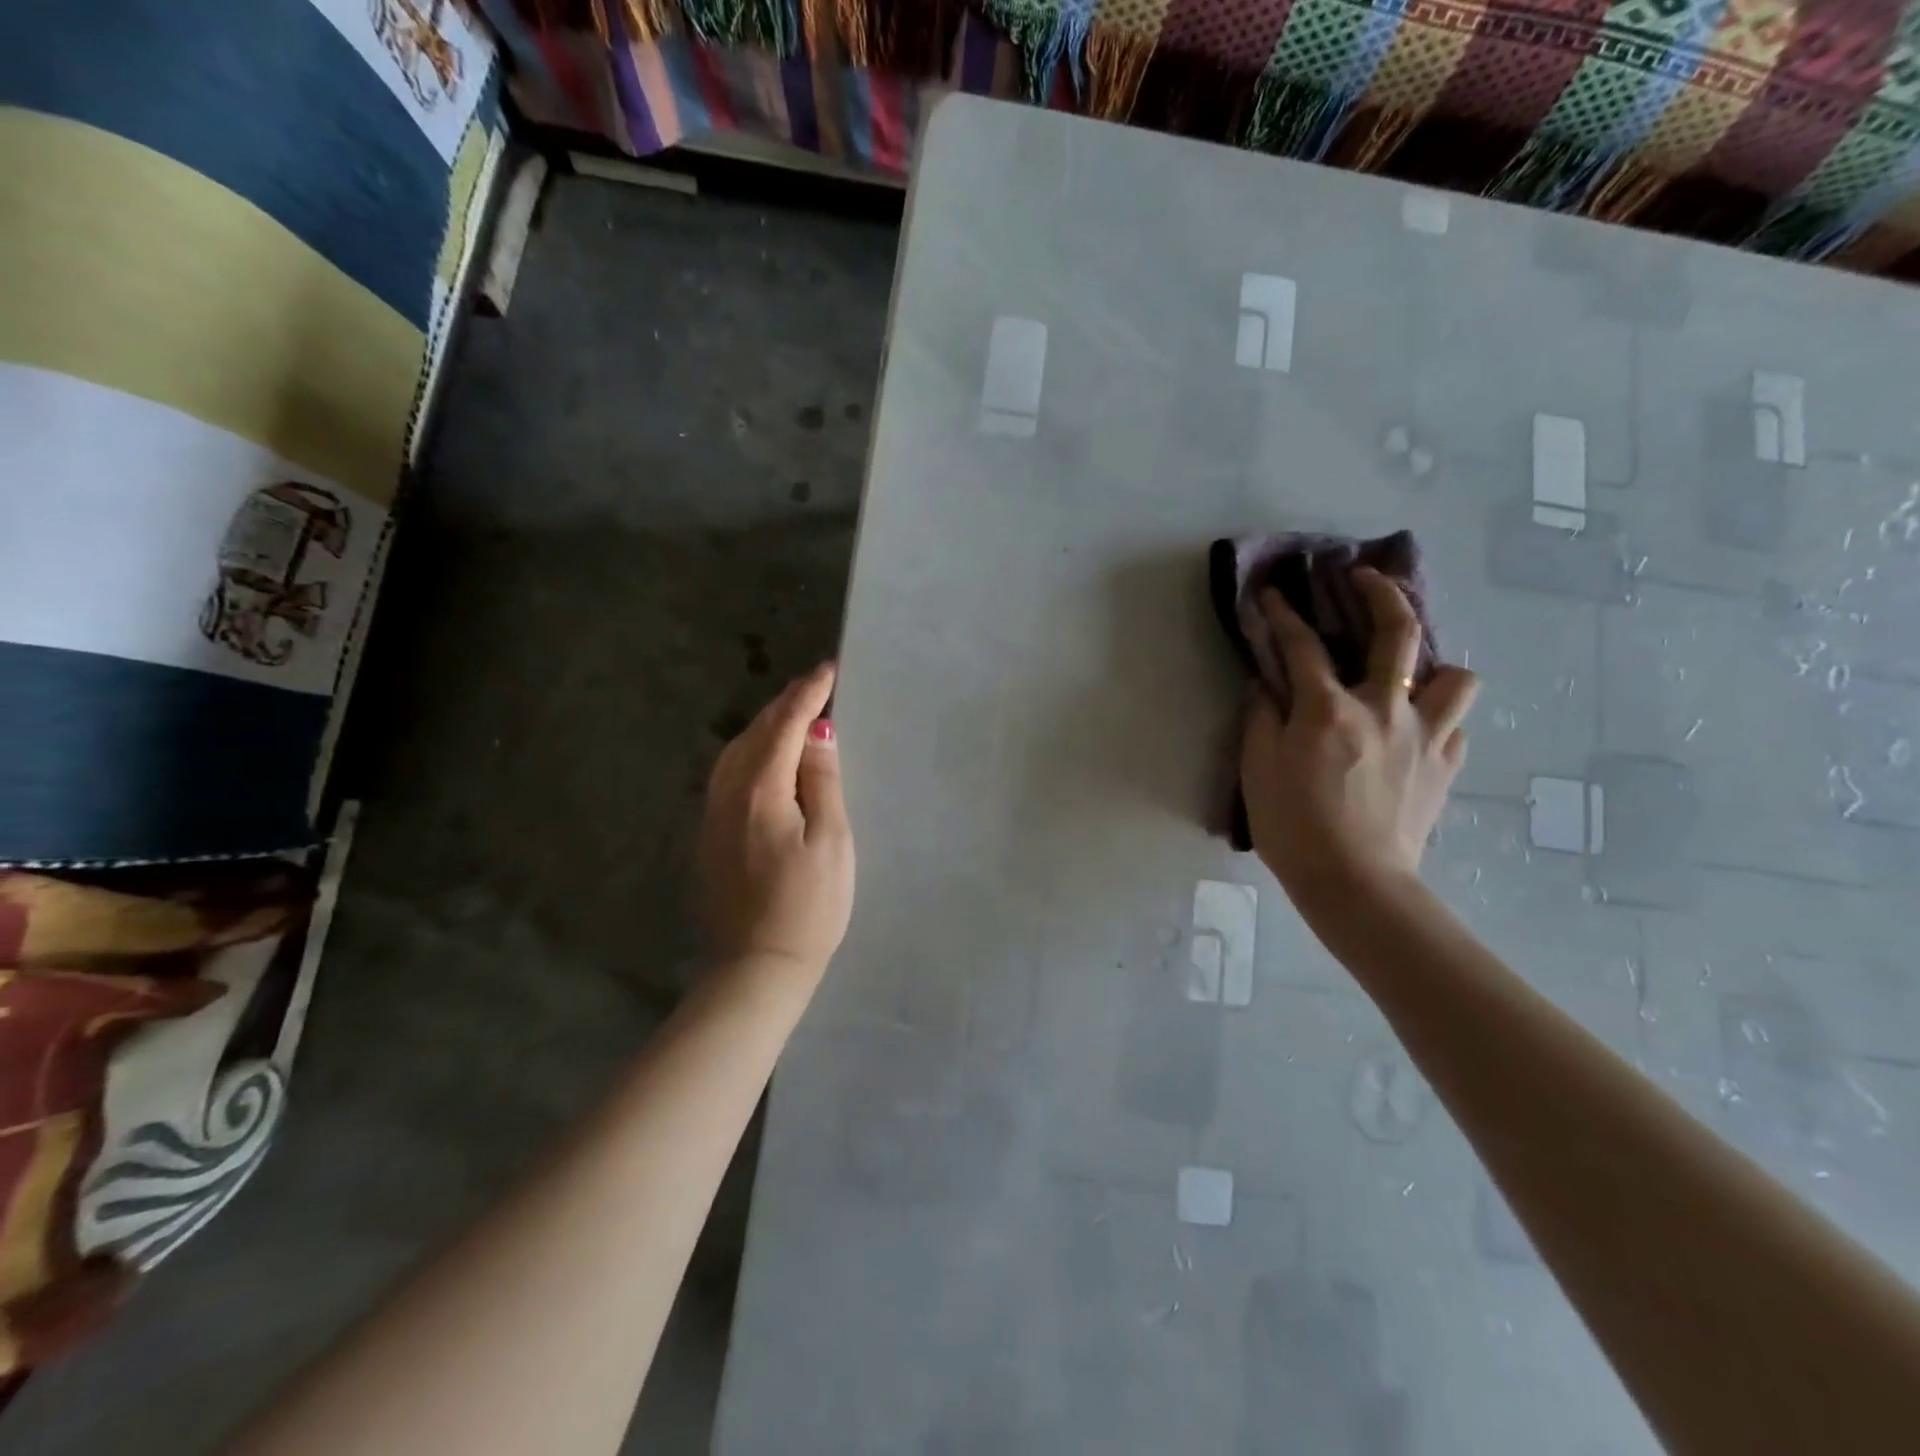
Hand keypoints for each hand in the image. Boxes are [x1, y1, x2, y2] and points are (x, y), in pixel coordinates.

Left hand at [697, 662, 855, 979]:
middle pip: (755, 733)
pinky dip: (752, 751)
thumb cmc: (809, 905)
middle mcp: (728, 793)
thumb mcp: (831, 839)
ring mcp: (713, 814)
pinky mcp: (710, 835)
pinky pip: (729, 774)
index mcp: (761, 789)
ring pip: (736, 751)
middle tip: (814, 685)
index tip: (828, 670)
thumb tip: (817, 732)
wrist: (758, 965)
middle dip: (785, 704)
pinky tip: (767, 755)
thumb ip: (821, 780)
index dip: (807, 695)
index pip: (785, 726)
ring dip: (766, 726)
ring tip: (794, 712)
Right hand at [1241, 569, 1477, 911]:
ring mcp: (1424, 736)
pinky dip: (1437, 720)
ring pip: (1457, 677)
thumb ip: (1261, 718)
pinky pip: (1455, 728)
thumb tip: (1268, 685)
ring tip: (1411, 676)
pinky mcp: (1444, 766)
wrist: (1355, 883)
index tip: (1273, 592)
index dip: (1283, 613)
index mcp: (1328, 710)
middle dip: (1382, 592)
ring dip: (1434, 666)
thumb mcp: (1257, 770)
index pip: (1302, 645)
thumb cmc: (1293, 827)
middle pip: (1397, 633)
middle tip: (1365, 578)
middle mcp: (1384, 709)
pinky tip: (1415, 732)